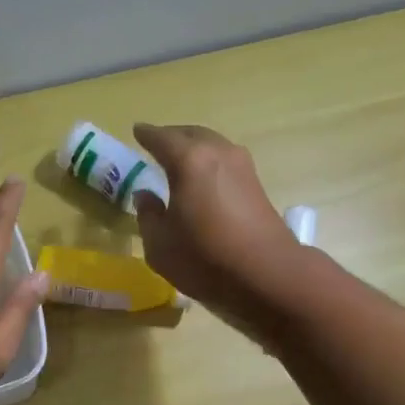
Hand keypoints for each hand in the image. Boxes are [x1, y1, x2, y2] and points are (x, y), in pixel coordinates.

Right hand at [131, 123, 304, 324]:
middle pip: (190, 134)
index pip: (161, 138)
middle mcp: (217, 153)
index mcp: (188, 160)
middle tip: (157, 144)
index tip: (137, 131)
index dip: (146, 135)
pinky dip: (210, 163)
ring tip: (180, 161)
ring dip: (194, 148)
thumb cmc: (205, 259)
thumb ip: (148, 215)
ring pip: (212, 144)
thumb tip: (145, 195)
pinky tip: (203, 179)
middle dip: (172, 136)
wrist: (267, 274)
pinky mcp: (256, 184)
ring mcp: (242, 166)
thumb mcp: (160, 245)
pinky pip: (225, 161)